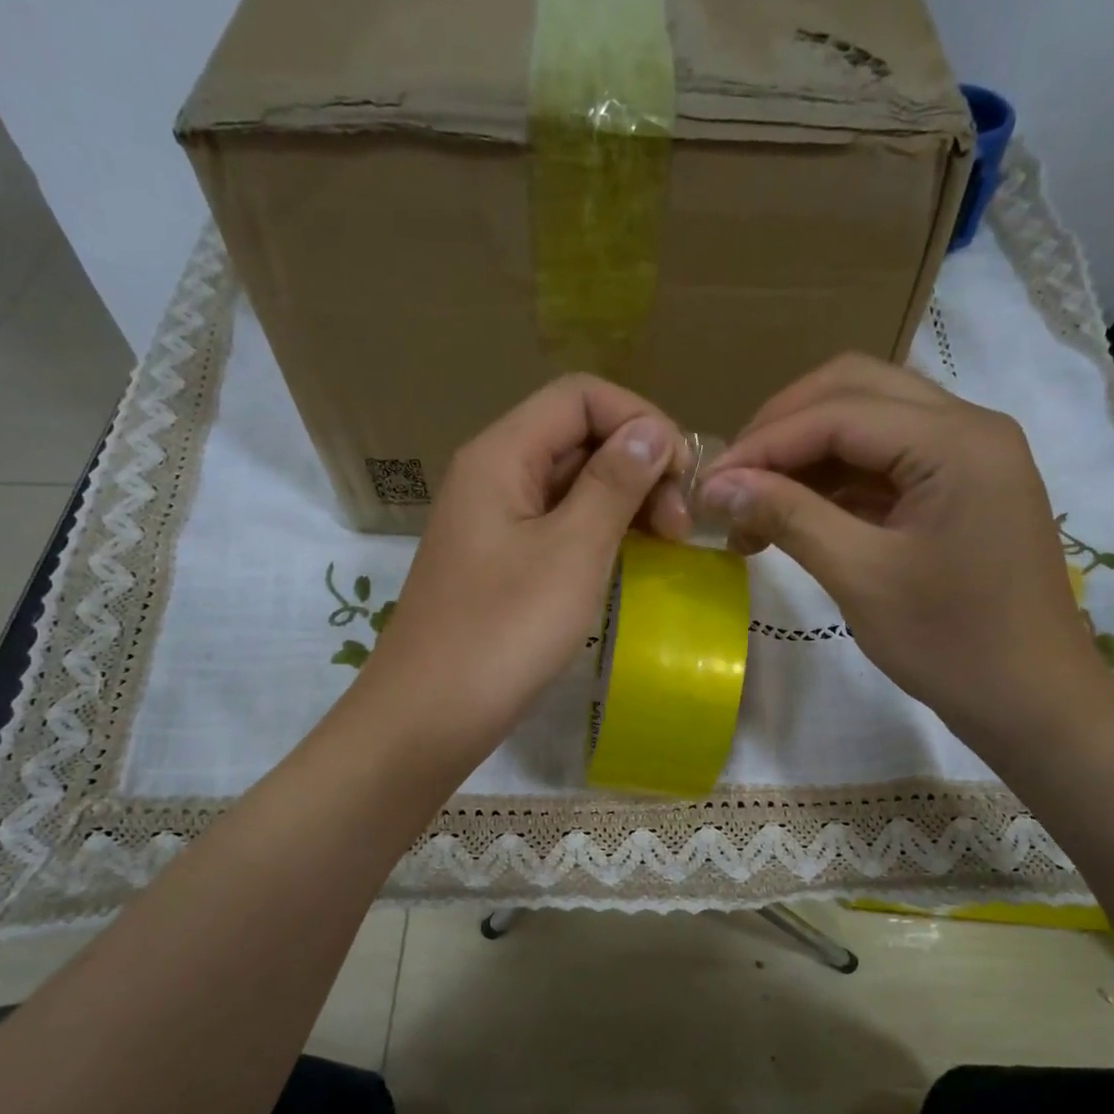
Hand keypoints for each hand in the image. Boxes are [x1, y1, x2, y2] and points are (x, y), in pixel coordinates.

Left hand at [351, 374, 684, 772]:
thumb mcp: (571, 553)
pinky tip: (627, 564)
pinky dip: (598, 535)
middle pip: (577, 437)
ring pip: (570, 486)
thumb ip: (614, 484)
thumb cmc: (503, 633)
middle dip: (639, 467)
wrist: (430, 716)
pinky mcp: (499, 565)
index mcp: (501, 455)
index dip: (640, 421)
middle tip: (680, 528)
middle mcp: (492, 476)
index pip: (580, 397)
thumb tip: (652, 431)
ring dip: (624, 503)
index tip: (684, 478)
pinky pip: (556, 528)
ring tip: (665, 547)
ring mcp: (493, 523)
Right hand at [699, 353, 1113, 756]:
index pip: (838, 411)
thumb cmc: (951, 645)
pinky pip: (886, 461)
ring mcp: (969, 456)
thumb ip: (789, 517)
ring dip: (805, 454)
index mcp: (956, 440)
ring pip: (869, 422)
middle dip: (782, 430)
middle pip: (855, 391)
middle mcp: (968, 426)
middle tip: (731, 481)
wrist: (1031, 701)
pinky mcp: (961, 488)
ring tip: (753, 506)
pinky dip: (834, 480)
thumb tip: (717, 485)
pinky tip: (795, 514)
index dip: (762, 443)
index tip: (706, 484)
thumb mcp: (861, 578)